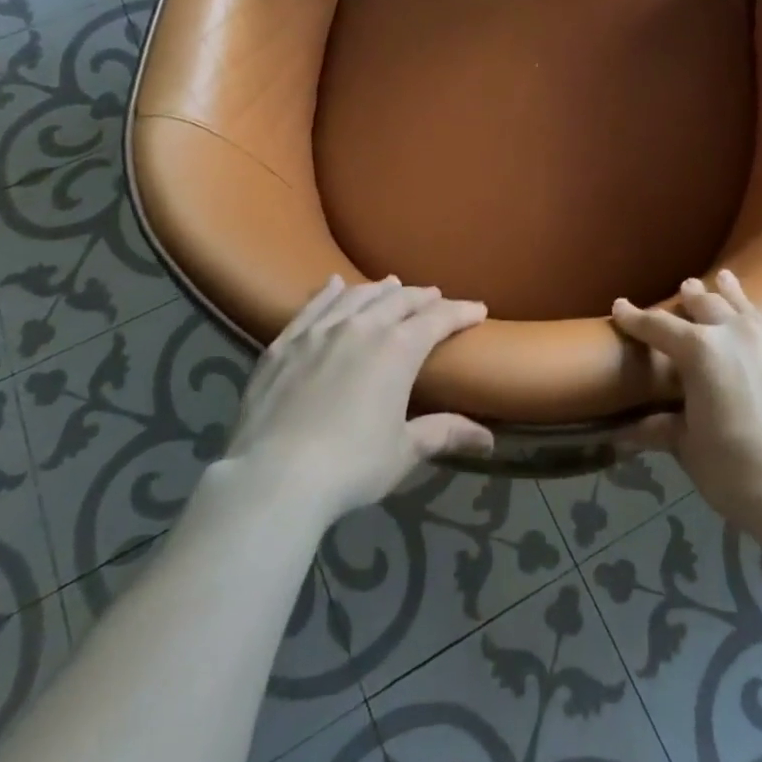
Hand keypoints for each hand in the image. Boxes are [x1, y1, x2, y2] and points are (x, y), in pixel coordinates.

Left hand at [221, 276, 492, 522]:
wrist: (272, 477)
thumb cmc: (350, 466)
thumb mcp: (403, 451)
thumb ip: (444, 433)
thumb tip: (488, 440)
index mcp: (398, 349)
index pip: (438, 319)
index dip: (461, 312)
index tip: (478, 309)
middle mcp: (362, 327)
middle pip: (399, 300)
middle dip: (422, 297)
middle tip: (436, 297)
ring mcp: (320, 331)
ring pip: (357, 296)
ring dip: (380, 289)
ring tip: (392, 285)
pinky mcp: (284, 343)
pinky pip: (313, 306)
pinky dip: (329, 292)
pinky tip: (333, 284)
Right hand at [612, 271, 761, 539]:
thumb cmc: (732, 469)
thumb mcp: (688, 447)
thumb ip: (661, 429)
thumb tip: (625, 431)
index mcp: (700, 350)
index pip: (658, 327)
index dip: (635, 318)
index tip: (619, 306)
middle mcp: (736, 334)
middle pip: (707, 306)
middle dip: (691, 297)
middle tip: (684, 288)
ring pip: (748, 308)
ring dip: (734, 294)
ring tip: (725, 278)